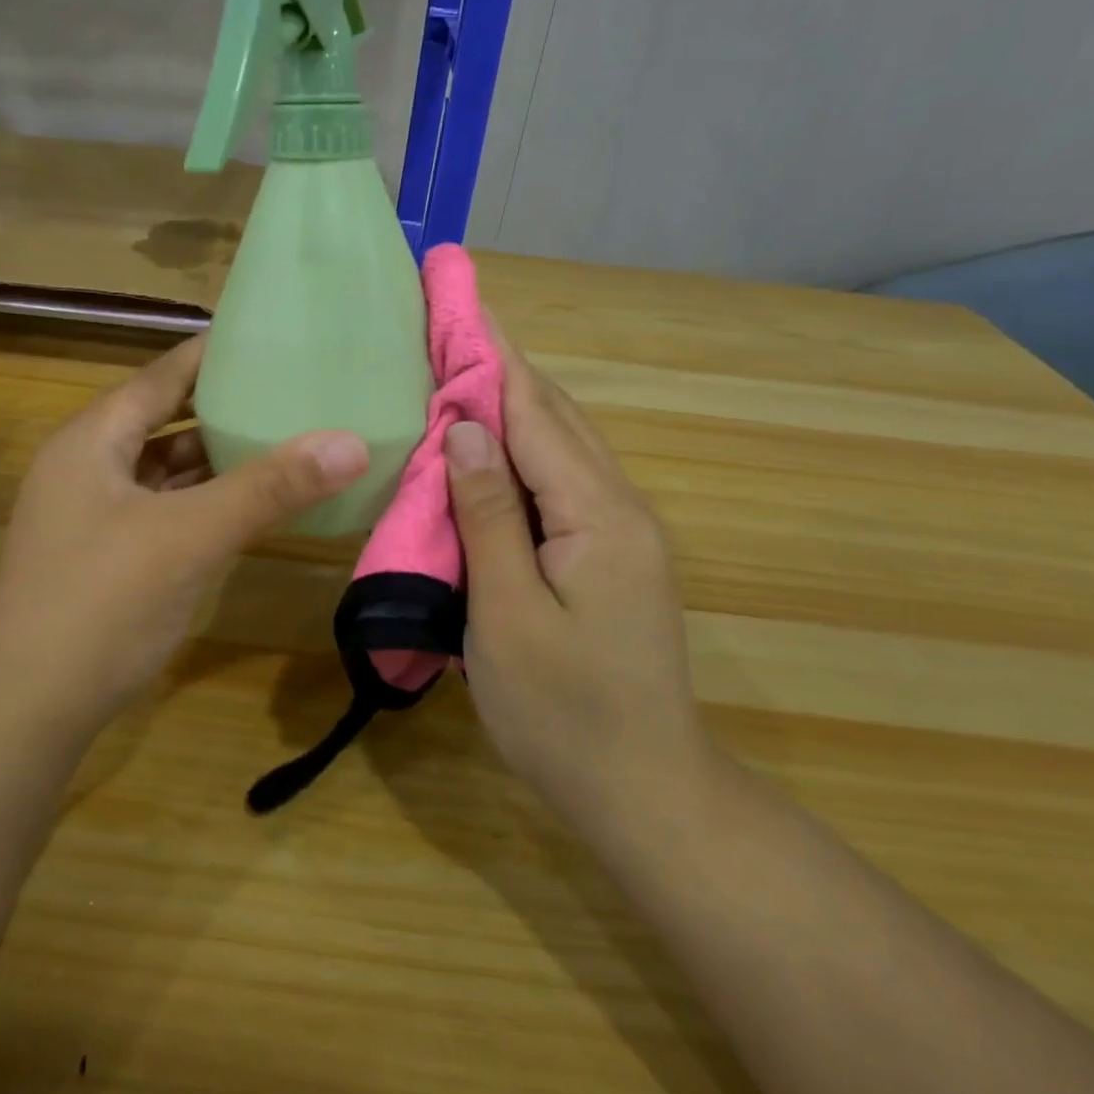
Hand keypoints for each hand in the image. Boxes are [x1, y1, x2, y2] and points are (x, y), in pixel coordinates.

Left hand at [0, 334, 368, 746]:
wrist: (28, 712)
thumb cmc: (102, 604)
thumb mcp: (191, 537)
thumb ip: (270, 488)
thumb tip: (351, 442)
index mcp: (93, 440)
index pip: (161, 375)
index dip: (211, 354)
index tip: (266, 337)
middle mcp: (88, 466)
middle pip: (164, 419)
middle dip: (222, 406)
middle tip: (286, 389)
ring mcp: (94, 514)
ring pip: (165, 469)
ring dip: (215, 457)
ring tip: (279, 439)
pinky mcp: (107, 555)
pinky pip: (165, 509)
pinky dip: (203, 501)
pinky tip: (246, 505)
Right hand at [444, 333, 711, 838]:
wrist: (644, 791)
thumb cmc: (564, 712)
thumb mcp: (509, 614)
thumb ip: (489, 515)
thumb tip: (466, 428)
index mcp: (598, 514)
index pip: (535, 412)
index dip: (492, 356)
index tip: (459, 303)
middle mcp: (619, 506)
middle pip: (555, 416)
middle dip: (502, 367)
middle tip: (449, 326)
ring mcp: (620, 530)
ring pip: (561, 444)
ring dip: (512, 403)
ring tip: (460, 369)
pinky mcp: (610, 553)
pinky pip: (561, 478)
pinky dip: (521, 448)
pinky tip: (489, 447)